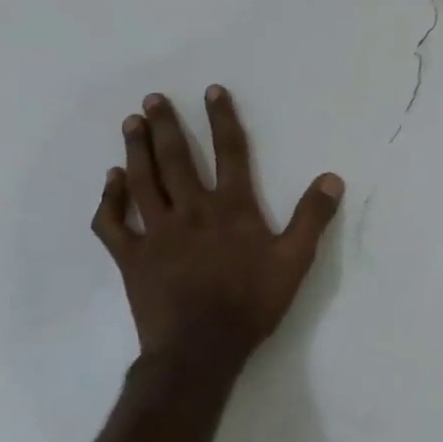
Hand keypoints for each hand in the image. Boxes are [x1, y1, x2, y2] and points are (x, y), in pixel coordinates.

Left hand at [91, 86, 343, 382]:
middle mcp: (192, 211)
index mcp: (232, 208)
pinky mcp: (131, 258)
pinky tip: (111, 181)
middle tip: (154, 99)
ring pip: (143, 182)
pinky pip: (113, 223)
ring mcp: (156, 233)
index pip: (231, 152)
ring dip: (136, 150)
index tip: (212, 91)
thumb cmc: (252, 302)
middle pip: (177, 159)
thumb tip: (332, 177)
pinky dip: (110, 199)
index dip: (222, 119)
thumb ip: (312, 216)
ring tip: (132, 123)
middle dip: (166, 126)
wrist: (200, 350)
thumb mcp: (295, 260)